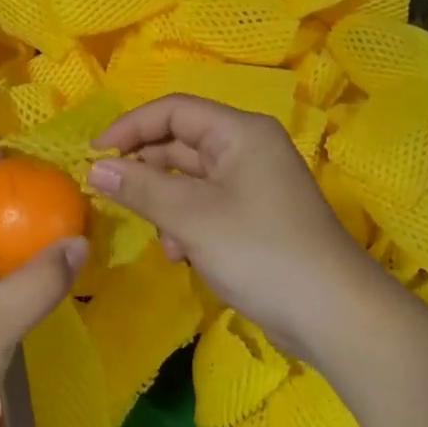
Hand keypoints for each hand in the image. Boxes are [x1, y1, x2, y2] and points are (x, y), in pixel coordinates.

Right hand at [89, 95, 370, 359]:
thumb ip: (140, 188)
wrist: (334, 316)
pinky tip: (182, 255)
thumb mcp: (192, 217)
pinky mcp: (255, 217)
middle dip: (146, 170)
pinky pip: (206, 206)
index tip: (94, 154)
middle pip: (181, 143)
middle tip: (111, 194)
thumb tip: (96, 169)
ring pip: (190, 179)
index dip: (130, 127)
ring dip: (165, 204)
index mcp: (240, 133)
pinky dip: (187, 224)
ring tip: (161, 237)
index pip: (173, 110)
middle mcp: (248, 149)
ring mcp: (254, 184)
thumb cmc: (260, 252)